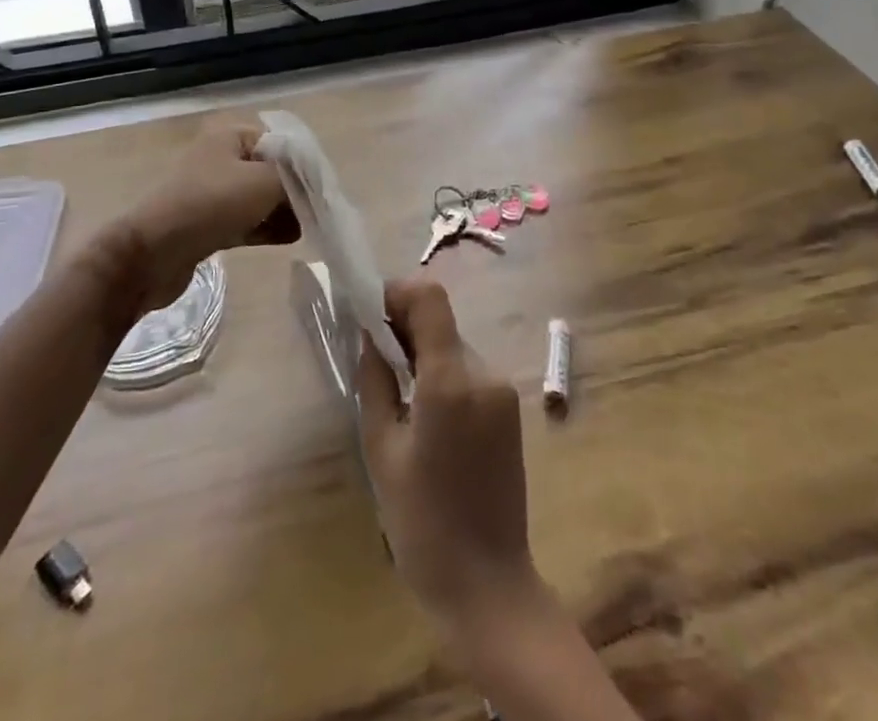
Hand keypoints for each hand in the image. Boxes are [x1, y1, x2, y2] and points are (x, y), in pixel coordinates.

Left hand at [96, 118, 297, 312]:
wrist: (150, 254)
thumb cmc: (210, 205)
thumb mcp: (264, 182)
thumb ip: (296, 178)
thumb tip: (311, 186)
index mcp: (230, 136)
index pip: (280, 141)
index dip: (303, 163)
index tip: (322, 188)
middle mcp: (220, 157)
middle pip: (271, 170)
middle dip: (295, 190)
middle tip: (315, 211)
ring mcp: (212, 192)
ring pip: (259, 197)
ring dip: (283, 211)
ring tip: (306, 228)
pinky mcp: (207, 223)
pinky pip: (246, 220)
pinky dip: (266, 227)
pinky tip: (289, 238)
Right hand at [355, 279, 541, 633]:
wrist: (488, 586)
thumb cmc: (423, 526)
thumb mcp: (381, 451)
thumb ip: (374, 382)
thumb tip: (369, 336)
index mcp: (450, 380)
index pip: (429, 297)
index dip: (396, 292)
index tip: (367, 312)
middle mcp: (484, 372)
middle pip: (440, 322)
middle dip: (403, 327)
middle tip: (371, 357)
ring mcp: (502, 389)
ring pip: (453, 346)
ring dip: (423, 353)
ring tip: (396, 394)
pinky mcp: (510, 407)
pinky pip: (468, 371)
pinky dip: (442, 374)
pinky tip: (424, 414)